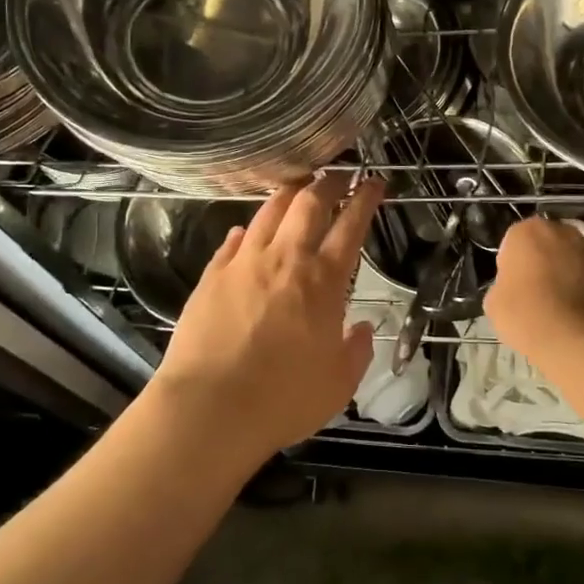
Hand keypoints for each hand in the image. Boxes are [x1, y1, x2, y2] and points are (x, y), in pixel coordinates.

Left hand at [154, 172, 384, 463]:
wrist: (210, 408)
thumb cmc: (283, 399)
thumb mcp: (338, 384)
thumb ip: (356, 352)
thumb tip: (362, 329)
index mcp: (323, 281)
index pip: (351, 225)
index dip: (365, 199)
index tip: (374, 182)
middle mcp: (285, 259)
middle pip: (308, 203)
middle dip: (327, 182)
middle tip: (338, 175)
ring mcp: (244, 262)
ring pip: (269, 211)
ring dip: (288, 194)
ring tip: (298, 187)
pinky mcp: (212, 274)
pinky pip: (233, 240)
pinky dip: (247, 230)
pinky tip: (247, 230)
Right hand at [484, 217, 583, 362]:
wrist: (580, 340)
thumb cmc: (528, 314)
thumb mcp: (494, 303)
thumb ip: (501, 286)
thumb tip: (513, 289)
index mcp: (527, 231)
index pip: (512, 243)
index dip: (510, 266)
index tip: (511, 288)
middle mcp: (561, 231)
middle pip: (543, 246)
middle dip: (539, 263)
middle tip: (531, 294)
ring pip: (567, 259)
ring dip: (561, 274)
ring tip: (555, 307)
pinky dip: (580, 289)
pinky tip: (573, 314)